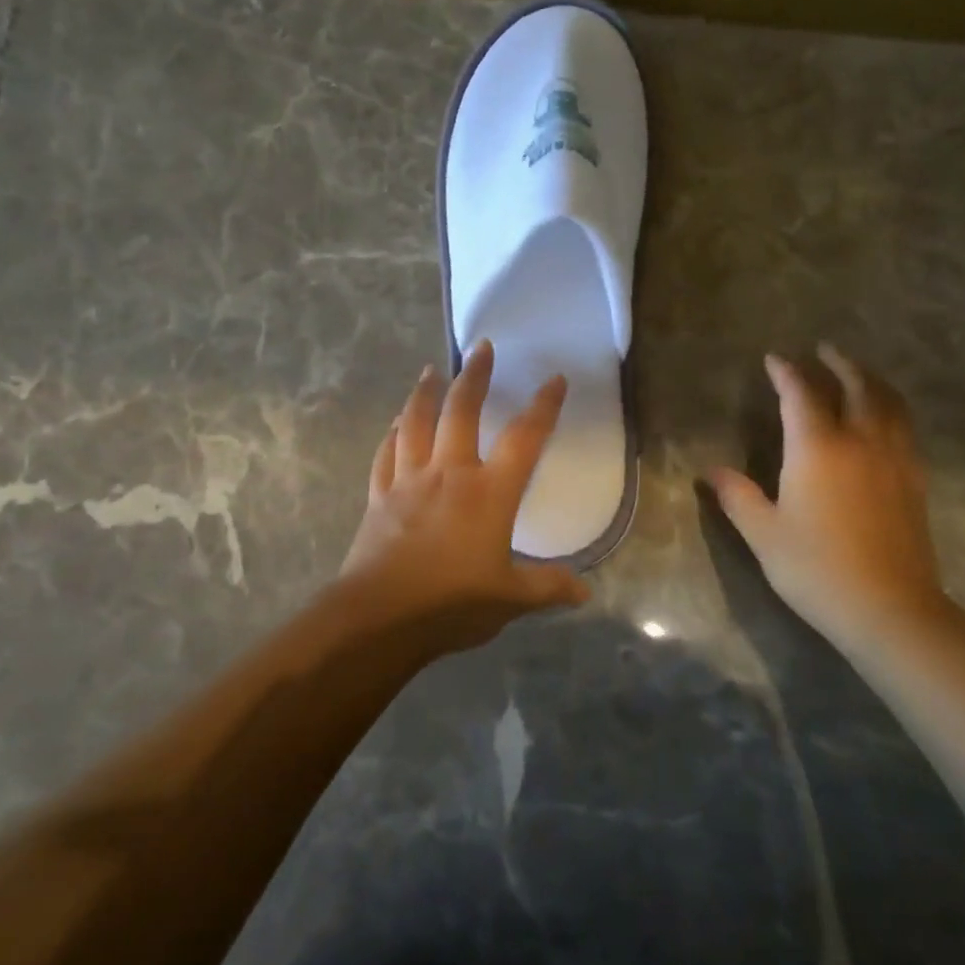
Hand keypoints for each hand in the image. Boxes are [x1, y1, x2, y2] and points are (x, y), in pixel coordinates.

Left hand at [338, 340, 590, 651]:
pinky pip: (386, 454)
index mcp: (489, 493)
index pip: (524, 439)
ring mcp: (409, 481)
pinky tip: (394, 423)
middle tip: (480, 347)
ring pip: (416, 422)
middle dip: (474, 376)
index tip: (555, 379)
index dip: (543, 407)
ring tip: (430, 370)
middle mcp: (449, 474)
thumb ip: (547, 588)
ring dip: (424, 392)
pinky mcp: (380, 496)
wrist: (381, 617)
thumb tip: (584, 591)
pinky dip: (392, 434)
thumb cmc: (452, 604)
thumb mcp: (510, 599)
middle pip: (461, 411)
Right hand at [708, 345, 944, 649]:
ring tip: (859, 374)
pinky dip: (892, 409)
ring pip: (889, 403)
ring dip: (872, 380)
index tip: (774, 359)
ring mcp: (894, 459)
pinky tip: (885, 420)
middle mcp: (860, 441)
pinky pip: (905, 428)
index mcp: (817, 448)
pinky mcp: (915, 481)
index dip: (786, 372)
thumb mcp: (763, 533)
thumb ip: (737, 495)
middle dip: (840, 363)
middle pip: (857, 386)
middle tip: (825, 350)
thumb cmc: (816, 568)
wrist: (889, 609)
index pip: (801, 394)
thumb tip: (711, 471)